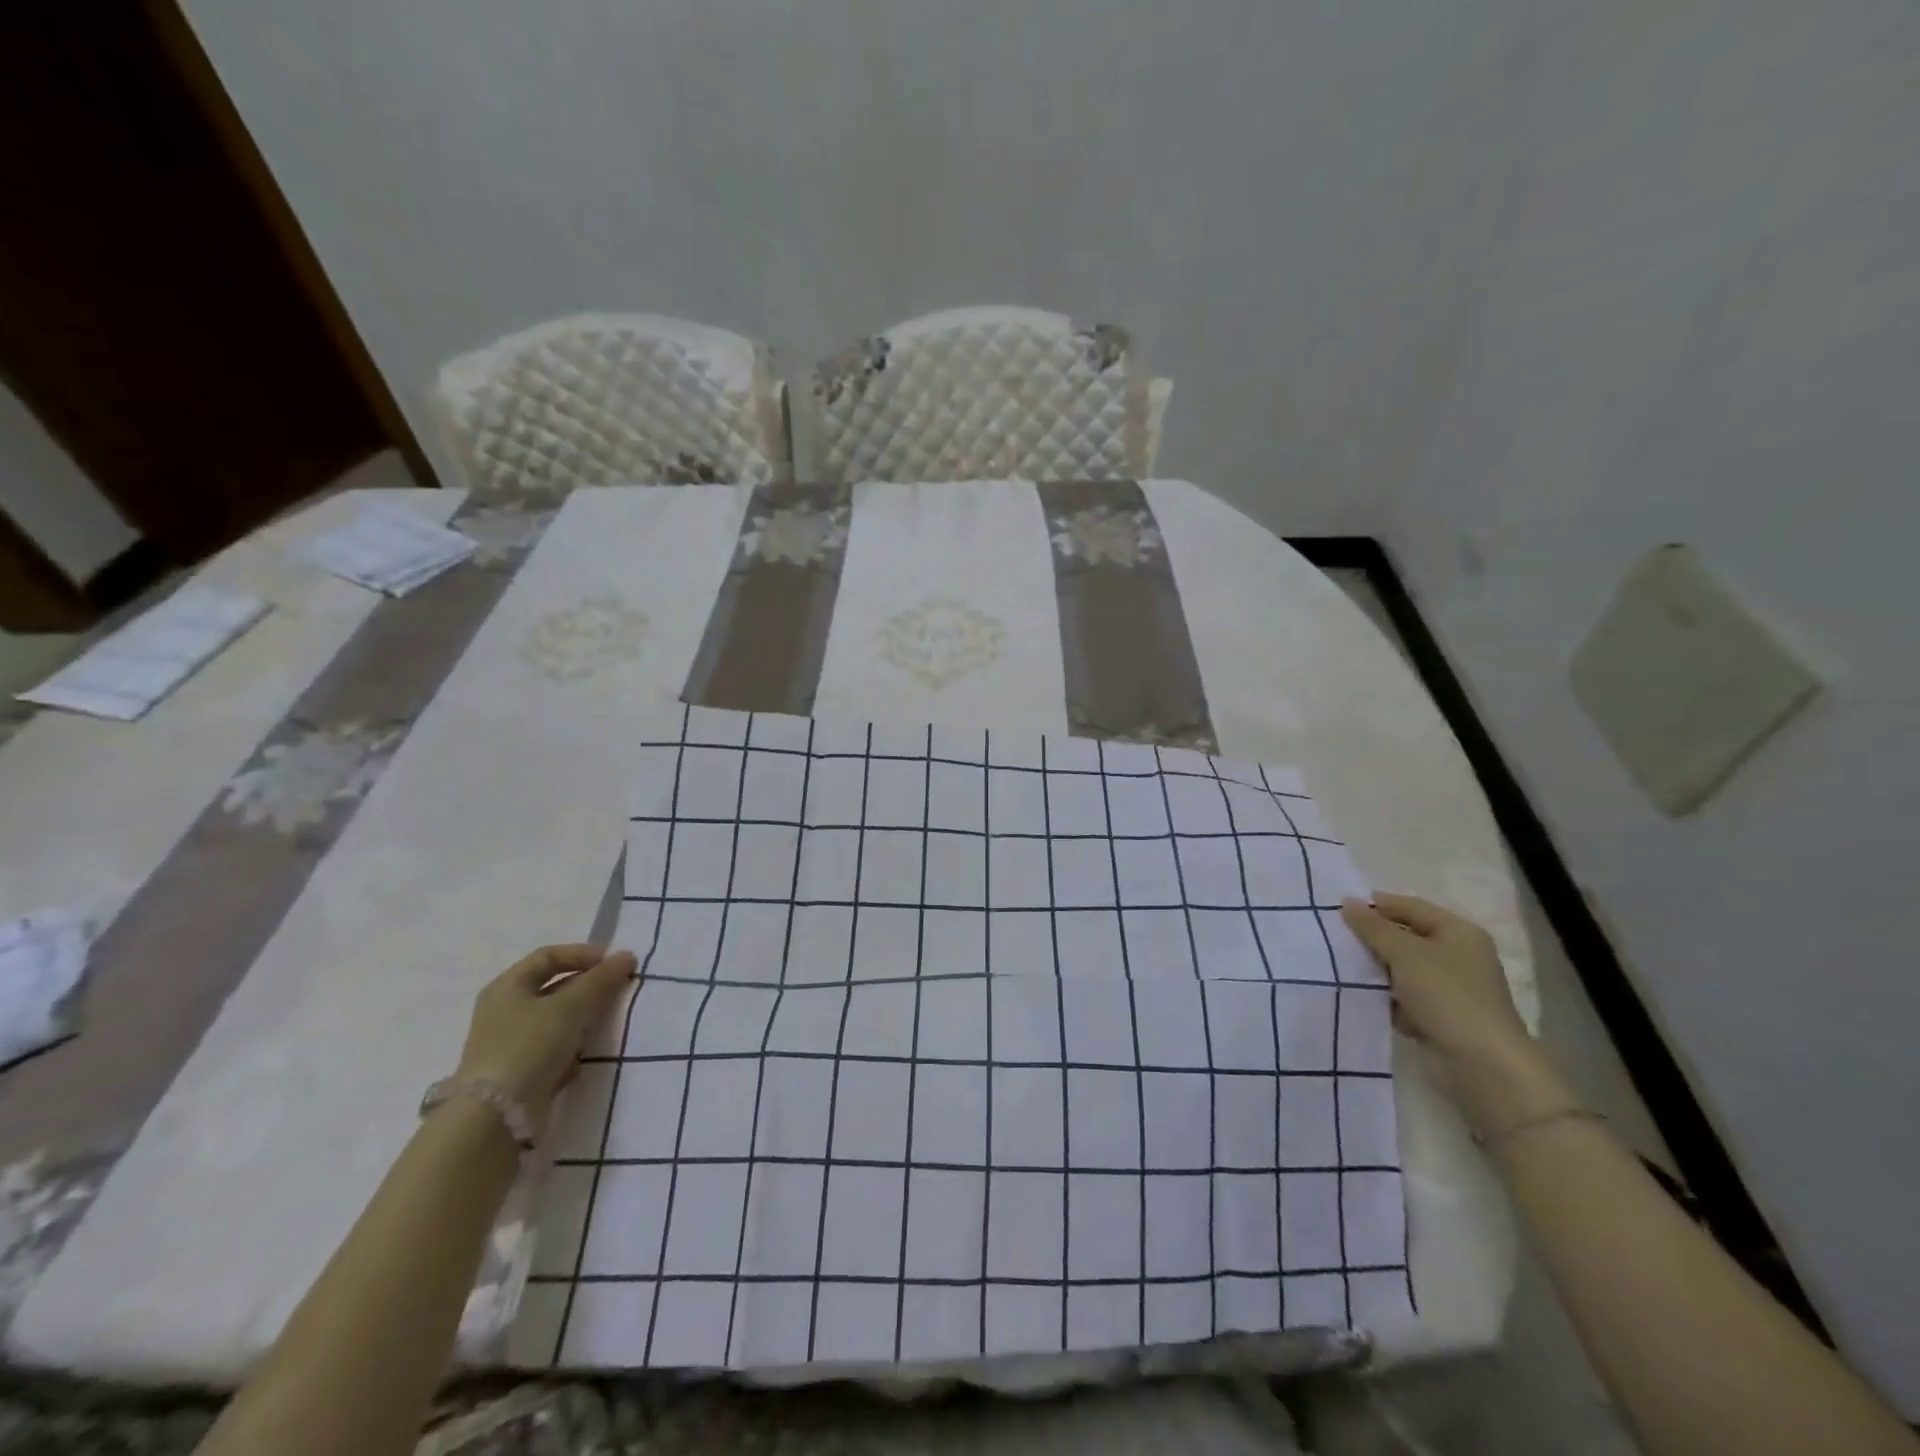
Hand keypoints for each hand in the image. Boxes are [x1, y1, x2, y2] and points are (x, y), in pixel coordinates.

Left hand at [454, 944, 636, 1122]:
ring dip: (582, 1020)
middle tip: (618, 992)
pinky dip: (571, 1048)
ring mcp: (510, 1043)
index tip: (616, 963)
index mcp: (507, 986)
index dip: (584, 954)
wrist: (494, 1119)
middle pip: (555, 987)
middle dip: (588, 988)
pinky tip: (583, 1059)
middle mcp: (505, 1010)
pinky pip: (553, 1048)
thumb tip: (626, 956)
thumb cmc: (528, 1047)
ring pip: (557, 1019)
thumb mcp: (569, 1006)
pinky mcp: (519, 1071)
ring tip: (605, 1025)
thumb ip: (600, 980)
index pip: (550, 956)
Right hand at [1339, 893, 1529, 1066]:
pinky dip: (1386, 994)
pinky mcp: (1441, 1014)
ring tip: (1341, 963)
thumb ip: (1373, 927)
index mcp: (1458, 932)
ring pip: (1403, 967)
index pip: (1411, 907)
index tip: (1340, 908)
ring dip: (1377, 967)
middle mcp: (1458, 955)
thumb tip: (1347, 902)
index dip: (1378, 905)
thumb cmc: (1445, 995)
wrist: (1481, 1063)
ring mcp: (1450, 987)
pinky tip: (1361, 994)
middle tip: (1336, 936)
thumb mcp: (1404, 953)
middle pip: (1407, 936)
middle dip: (1374, 937)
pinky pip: (1406, 994)